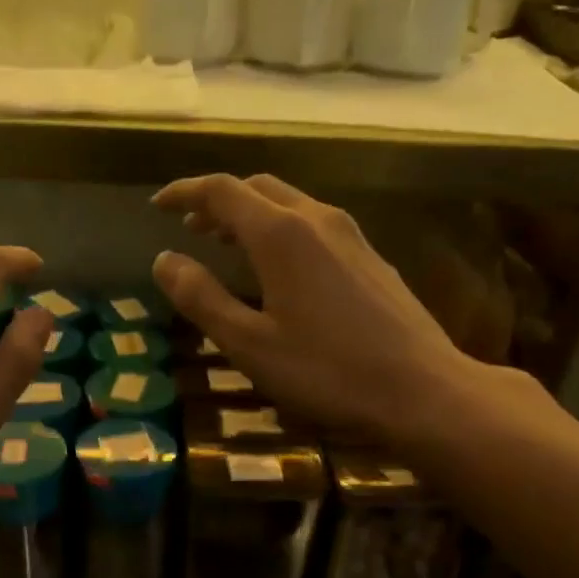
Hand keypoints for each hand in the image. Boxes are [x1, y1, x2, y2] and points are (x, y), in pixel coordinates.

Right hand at [151, 174, 497, 444]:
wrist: (421, 389)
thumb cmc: (326, 371)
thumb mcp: (249, 343)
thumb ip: (202, 298)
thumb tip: (164, 260)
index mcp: (280, 234)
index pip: (222, 190)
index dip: (185, 192)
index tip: (157, 206)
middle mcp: (316, 220)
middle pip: (258, 188)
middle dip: (218, 201)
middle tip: (190, 227)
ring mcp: (350, 236)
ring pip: (290, 203)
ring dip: (251, 214)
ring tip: (226, 243)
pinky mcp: (370, 258)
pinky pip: (314, 224)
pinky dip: (281, 229)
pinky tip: (279, 267)